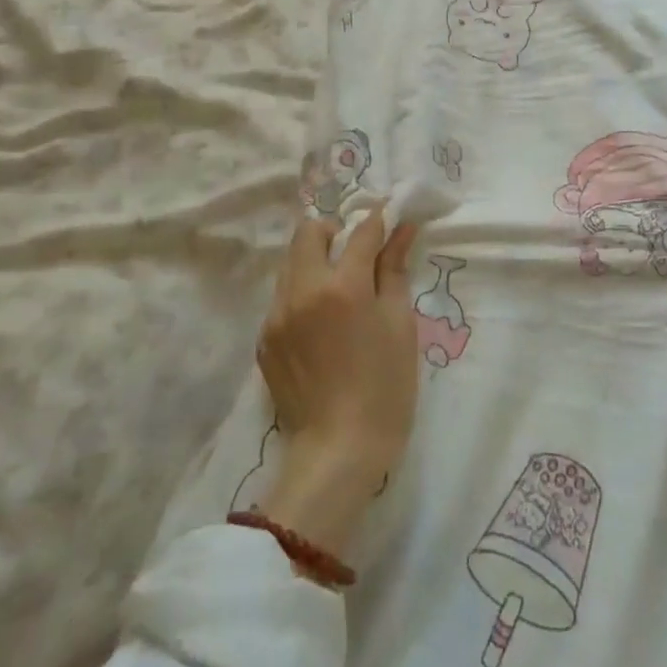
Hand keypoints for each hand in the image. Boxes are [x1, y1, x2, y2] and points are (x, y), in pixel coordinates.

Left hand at [256, 212, 419, 555]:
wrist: (338, 450)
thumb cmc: (385, 387)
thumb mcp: (399, 324)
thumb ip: (394, 270)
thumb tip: (401, 229)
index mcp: (342, 287)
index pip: (360, 232)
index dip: (378, 219)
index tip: (389, 216)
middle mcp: (302, 291)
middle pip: (308, 232)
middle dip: (333, 230)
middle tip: (356, 251)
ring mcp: (276, 315)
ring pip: (290, 262)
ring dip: (314, 259)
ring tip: (339, 285)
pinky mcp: (264, 339)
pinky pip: (282, 297)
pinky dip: (302, 292)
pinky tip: (321, 321)